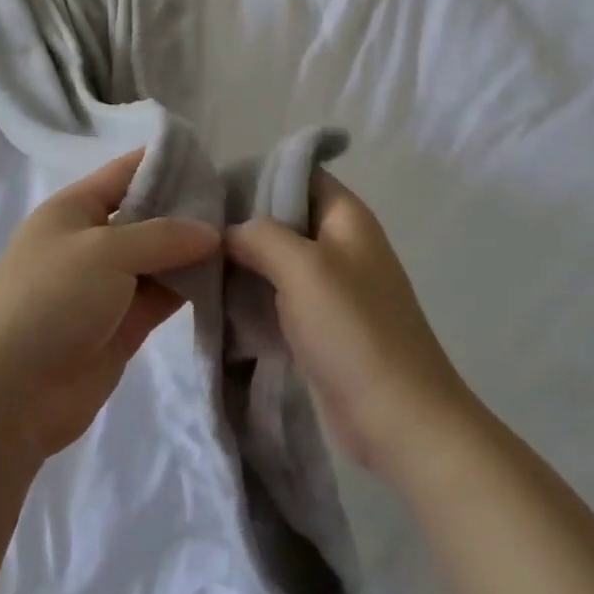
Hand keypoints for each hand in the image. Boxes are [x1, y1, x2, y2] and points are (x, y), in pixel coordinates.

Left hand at [0, 150, 217, 460]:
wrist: (10, 393)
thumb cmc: (50, 299)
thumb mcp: (104, 251)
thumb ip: (162, 236)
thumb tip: (211, 232)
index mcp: (75, 208)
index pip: (126, 172)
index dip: (166, 162)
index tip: (216, 159)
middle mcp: (93, 241)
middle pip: (149, 215)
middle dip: (190, 210)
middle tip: (244, 204)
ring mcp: (109, 285)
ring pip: (161, 258)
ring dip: (196, 252)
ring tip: (246, 239)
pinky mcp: (124, 325)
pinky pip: (164, 296)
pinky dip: (192, 288)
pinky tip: (230, 279)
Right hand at [225, 174, 468, 480]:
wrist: (399, 420)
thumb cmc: (353, 330)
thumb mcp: (302, 267)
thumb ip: (259, 235)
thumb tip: (228, 232)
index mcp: (345, 217)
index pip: (298, 173)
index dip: (256, 174)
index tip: (210, 188)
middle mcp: (340, 244)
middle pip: (282, 217)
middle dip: (241, 223)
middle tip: (194, 232)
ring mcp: (331, 287)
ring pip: (276, 260)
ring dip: (242, 263)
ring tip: (195, 265)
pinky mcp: (321, 325)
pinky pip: (278, 297)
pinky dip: (251, 297)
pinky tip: (217, 302)